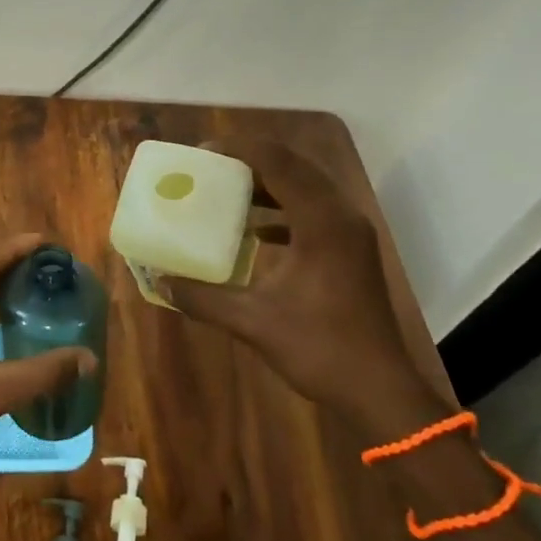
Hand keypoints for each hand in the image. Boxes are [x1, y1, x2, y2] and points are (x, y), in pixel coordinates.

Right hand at [166, 139, 422, 416]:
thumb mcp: (253, 322)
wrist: (380, 391)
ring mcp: (351, 233)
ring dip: (269, 182)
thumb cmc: (320, 349)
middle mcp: (341, 216)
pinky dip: (284, 209)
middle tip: (210, 166)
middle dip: (252, 160)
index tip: (202, 153)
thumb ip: (203, 298)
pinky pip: (315, 211)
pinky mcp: (352, 251)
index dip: (239, 150)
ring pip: (307, 187)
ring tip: (228, 189)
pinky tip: (257, 230)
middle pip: (295, 166)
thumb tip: (160, 282)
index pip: (279, 163)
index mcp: (322, 223)